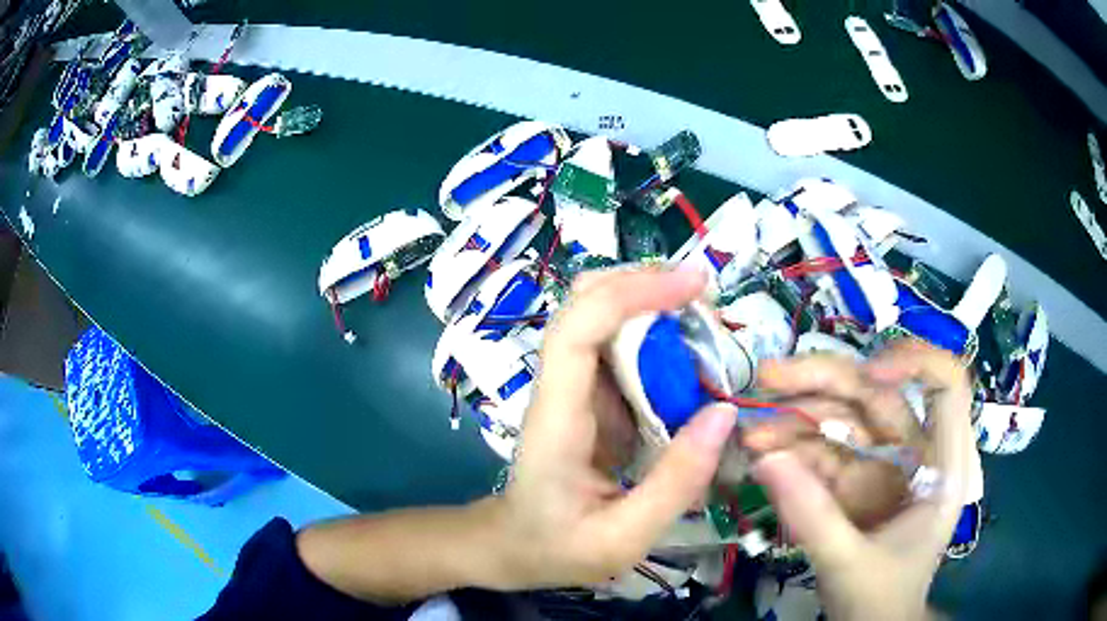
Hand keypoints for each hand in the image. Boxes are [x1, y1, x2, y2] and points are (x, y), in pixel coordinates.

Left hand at [491, 266, 738, 588]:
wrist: (514, 546)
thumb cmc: (558, 547)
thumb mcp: (622, 538)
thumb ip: (675, 482)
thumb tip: (724, 413)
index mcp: (556, 419)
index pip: (577, 330)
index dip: (631, 293)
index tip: (692, 283)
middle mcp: (560, 388)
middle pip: (586, 303)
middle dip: (647, 285)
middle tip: (707, 301)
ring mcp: (575, 389)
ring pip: (605, 317)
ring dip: (656, 306)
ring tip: (709, 328)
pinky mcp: (591, 397)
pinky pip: (622, 349)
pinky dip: (659, 339)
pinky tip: (693, 360)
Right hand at [752, 341, 974, 620]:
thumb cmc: (880, 601)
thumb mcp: (850, 564)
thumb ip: (814, 517)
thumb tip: (765, 458)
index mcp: (942, 466)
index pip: (947, 386)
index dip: (915, 363)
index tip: (869, 374)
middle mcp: (917, 453)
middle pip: (880, 394)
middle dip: (825, 381)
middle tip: (769, 378)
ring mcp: (883, 465)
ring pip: (845, 419)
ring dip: (797, 418)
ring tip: (751, 432)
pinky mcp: (854, 481)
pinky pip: (823, 453)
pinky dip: (790, 451)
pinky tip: (760, 454)